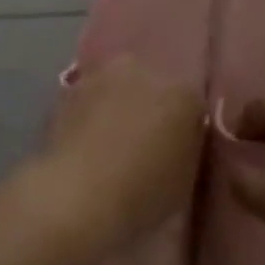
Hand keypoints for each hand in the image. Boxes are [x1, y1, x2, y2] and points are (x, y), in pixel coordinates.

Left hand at [25, 56, 205, 255]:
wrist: (77, 195)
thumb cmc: (141, 194)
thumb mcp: (184, 181)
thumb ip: (186, 148)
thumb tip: (176, 139)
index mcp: (183, 93)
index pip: (192, 107)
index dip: (185, 131)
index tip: (176, 153)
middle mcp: (146, 70)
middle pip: (155, 86)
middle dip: (152, 107)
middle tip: (143, 143)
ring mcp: (105, 73)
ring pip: (120, 86)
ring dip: (119, 103)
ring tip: (110, 141)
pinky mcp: (72, 85)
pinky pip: (91, 96)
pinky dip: (92, 110)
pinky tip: (86, 139)